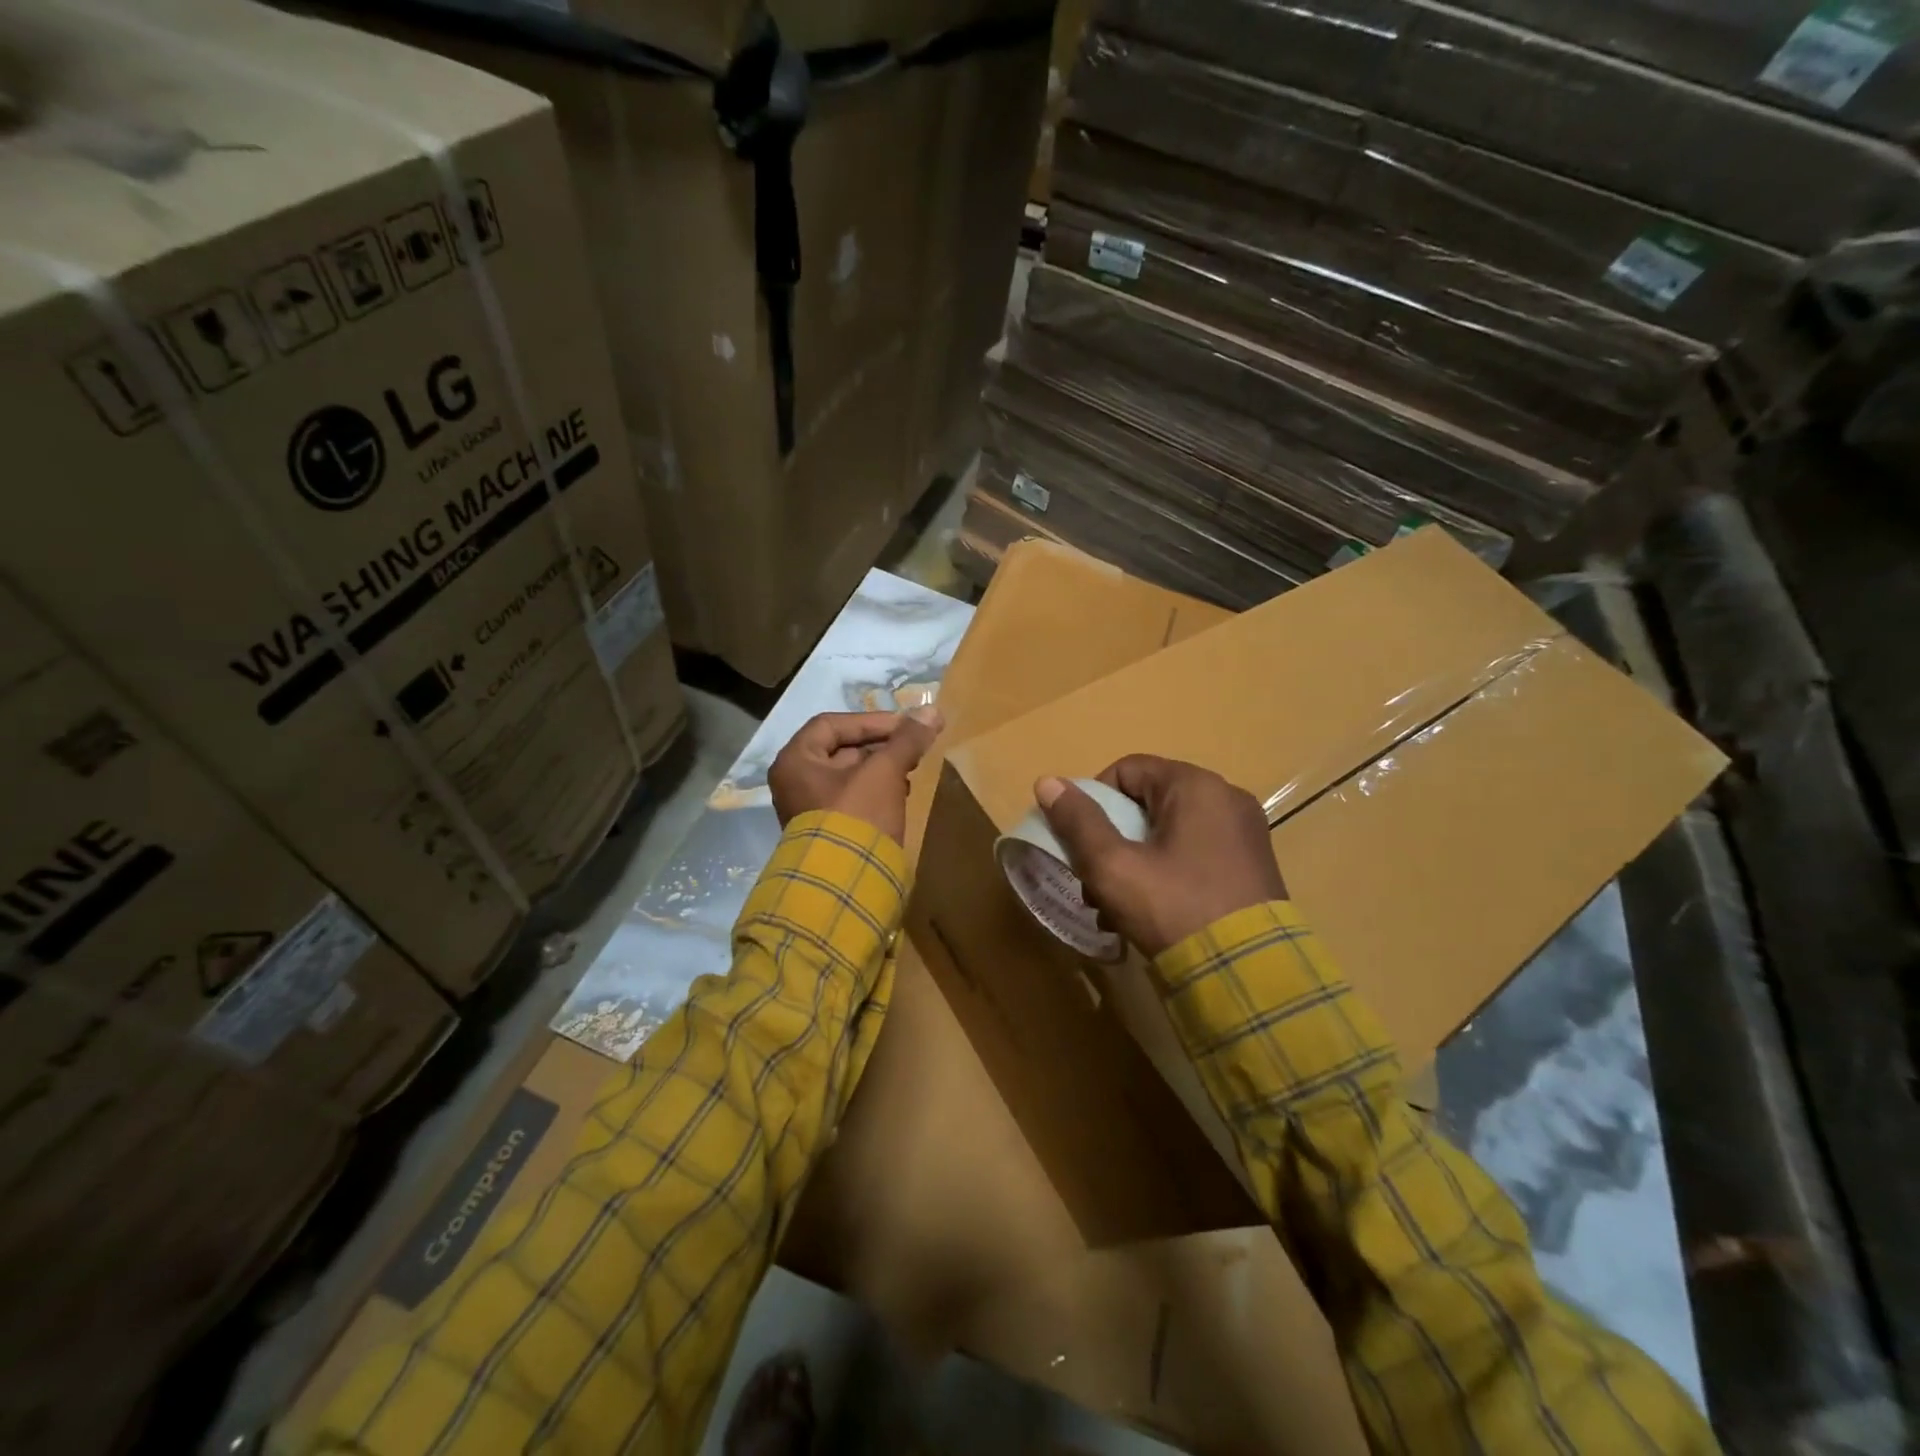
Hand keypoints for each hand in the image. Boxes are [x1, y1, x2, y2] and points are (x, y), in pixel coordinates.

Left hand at [768, 707, 942, 845]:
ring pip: (847, 776)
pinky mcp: (825, 831)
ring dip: (880, 769)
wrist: (844, 886)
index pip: (831, 724)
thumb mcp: (884, 773)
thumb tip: (933, 711)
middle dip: (879, 746)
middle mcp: (793, 783)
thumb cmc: (855, 817)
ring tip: (909, 772)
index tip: (905, 726)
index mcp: (795, 762)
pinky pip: (850, 800)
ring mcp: (807, 810)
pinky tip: (899, 796)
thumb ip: (906, 740)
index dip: (871, 721)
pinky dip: (874, 792)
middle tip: (911, 748)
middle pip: (840, 750)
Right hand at [1036, 755, 1284, 957]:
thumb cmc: (1173, 908)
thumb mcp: (1113, 866)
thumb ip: (1078, 822)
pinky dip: (1167, 873)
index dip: (1095, 802)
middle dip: (1113, 840)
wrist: (1248, 974)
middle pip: (1148, 804)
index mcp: (1195, 786)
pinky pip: (1196, 853)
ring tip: (1114, 909)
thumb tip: (1046, 781)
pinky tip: (1149, 914)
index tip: (1081, 843)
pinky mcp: (1254, 866)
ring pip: (1169, 832)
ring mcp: (1245, 833)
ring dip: (1135, 862)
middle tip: (1094, 883)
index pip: (1127, 770)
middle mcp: (1226, 798)